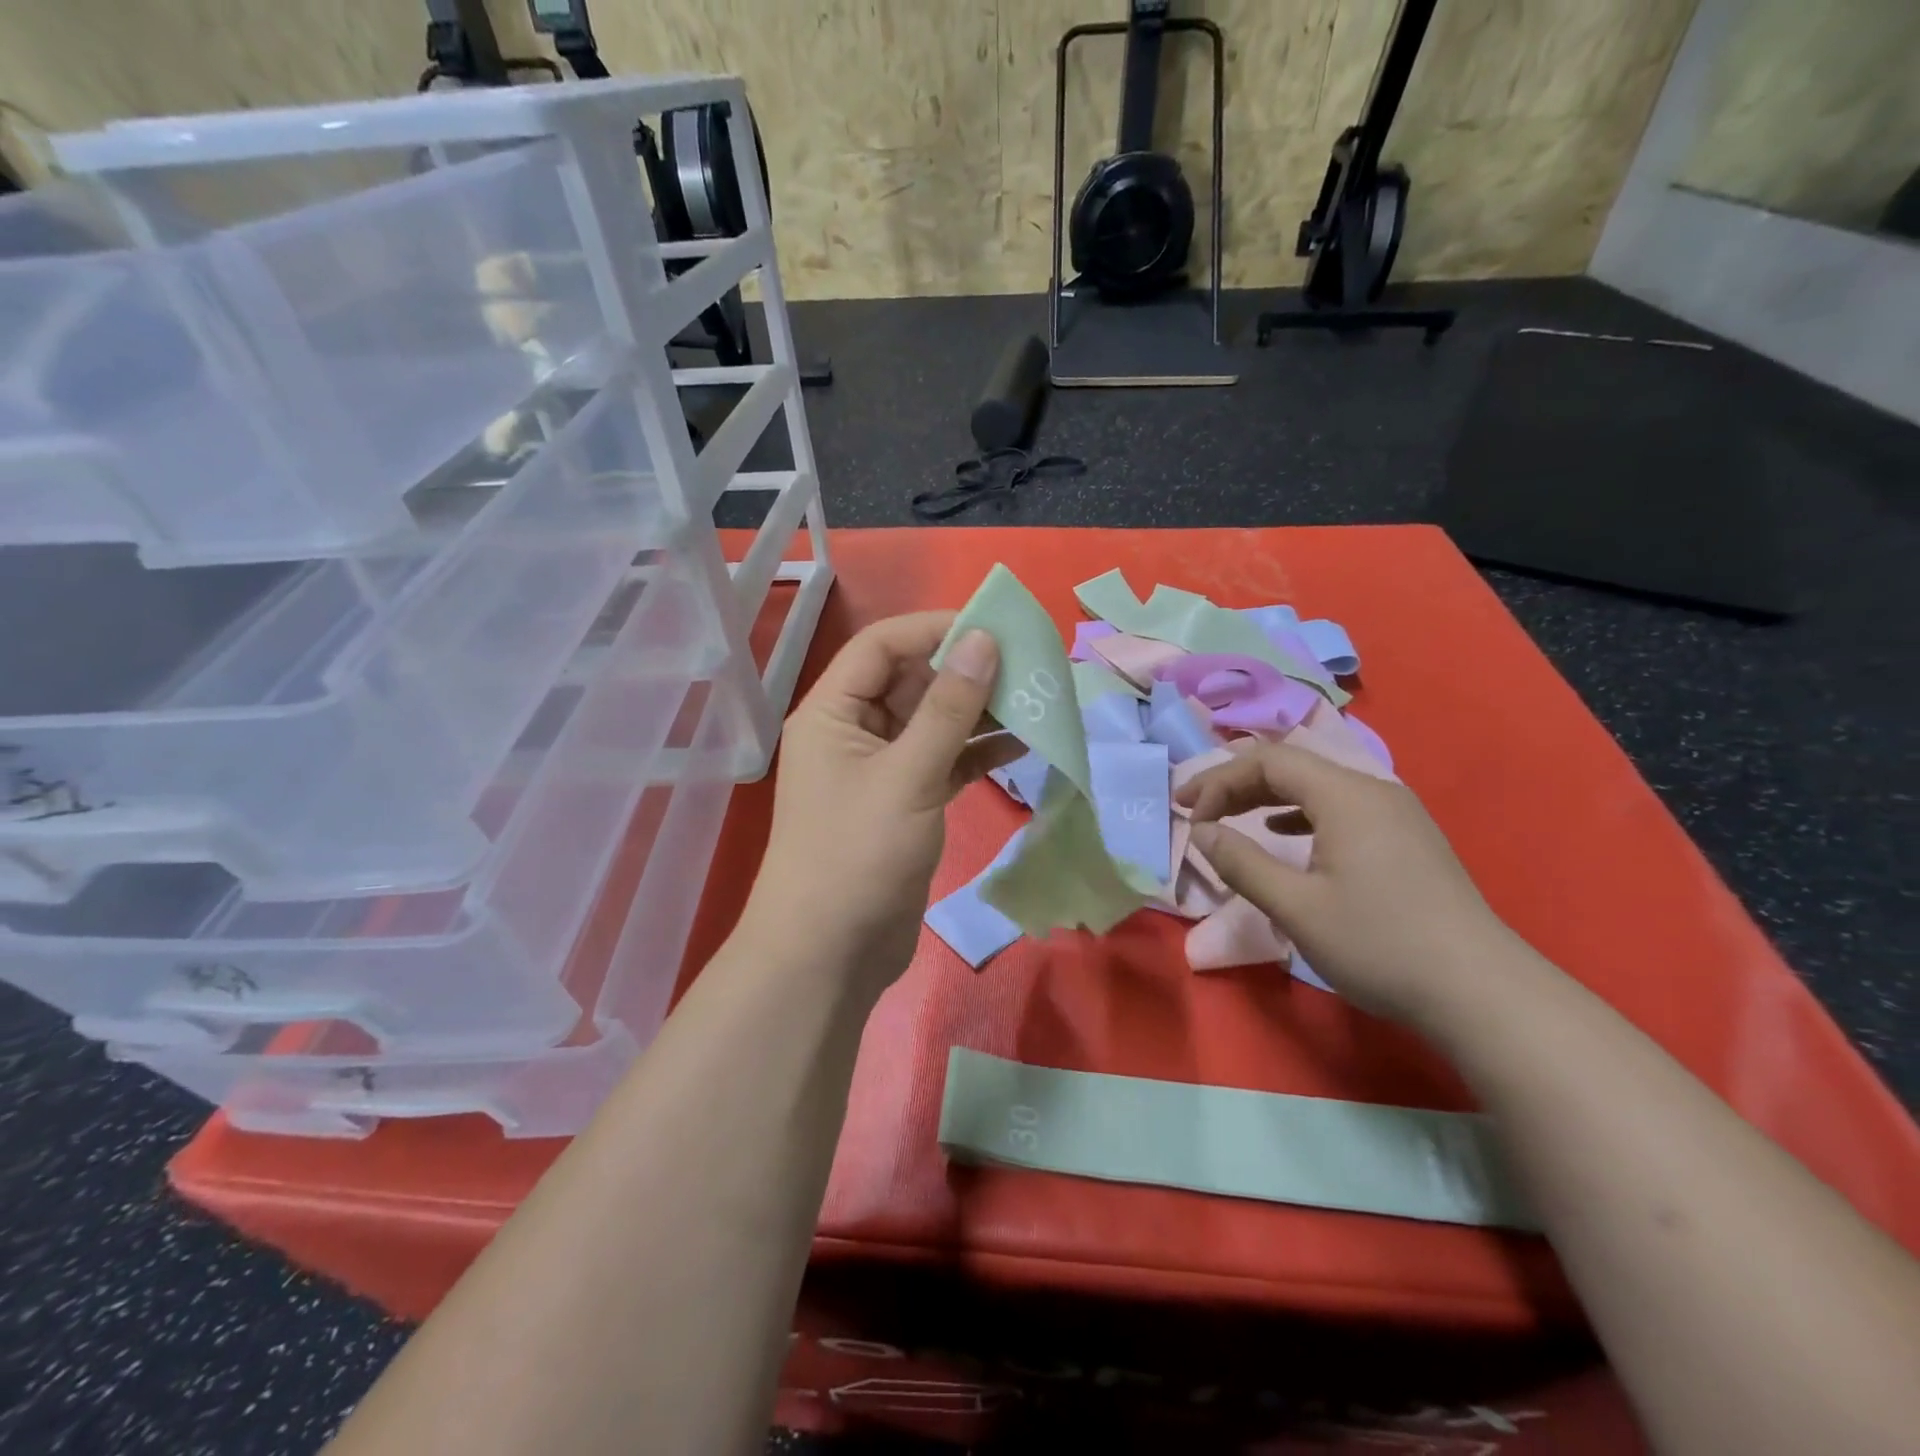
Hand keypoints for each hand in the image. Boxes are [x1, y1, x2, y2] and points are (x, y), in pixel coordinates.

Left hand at [738, 613, 1018, 999]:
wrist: (830, 955)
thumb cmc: (858, 856)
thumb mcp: (908, 775)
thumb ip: (949, 708)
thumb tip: (984, 640)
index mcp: (833, 711)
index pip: (883, 646)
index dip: (935, 629)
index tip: (994, 628)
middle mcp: (853, 731)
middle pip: (912, 681)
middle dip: (967, 671)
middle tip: (1029, 664)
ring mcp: (880, 768)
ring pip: (933, 722)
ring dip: (979, 712)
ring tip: (1036, 699)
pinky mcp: (905, 802)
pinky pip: (944, 761)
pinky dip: (977, 751)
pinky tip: (1022, 743)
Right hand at [1177, 740, 1520, 1028]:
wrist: (1482, 993)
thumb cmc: (1379, 944)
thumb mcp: (1296, 907)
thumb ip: (1241, 862)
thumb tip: (1202, 831)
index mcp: (1346, 795)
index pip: (1268, 761)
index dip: (1219, 780)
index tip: (1187, 813)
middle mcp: (1373, 790)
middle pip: (1292, 766)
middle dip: (1237, 784)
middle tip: (1197, 810)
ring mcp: (1396, 814)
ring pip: (1317, 786)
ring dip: (1267, 797)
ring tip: (1232, 818)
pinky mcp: (1407, 839)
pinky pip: (1340, 808)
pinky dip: (1300, 814)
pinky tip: (1285, 836)